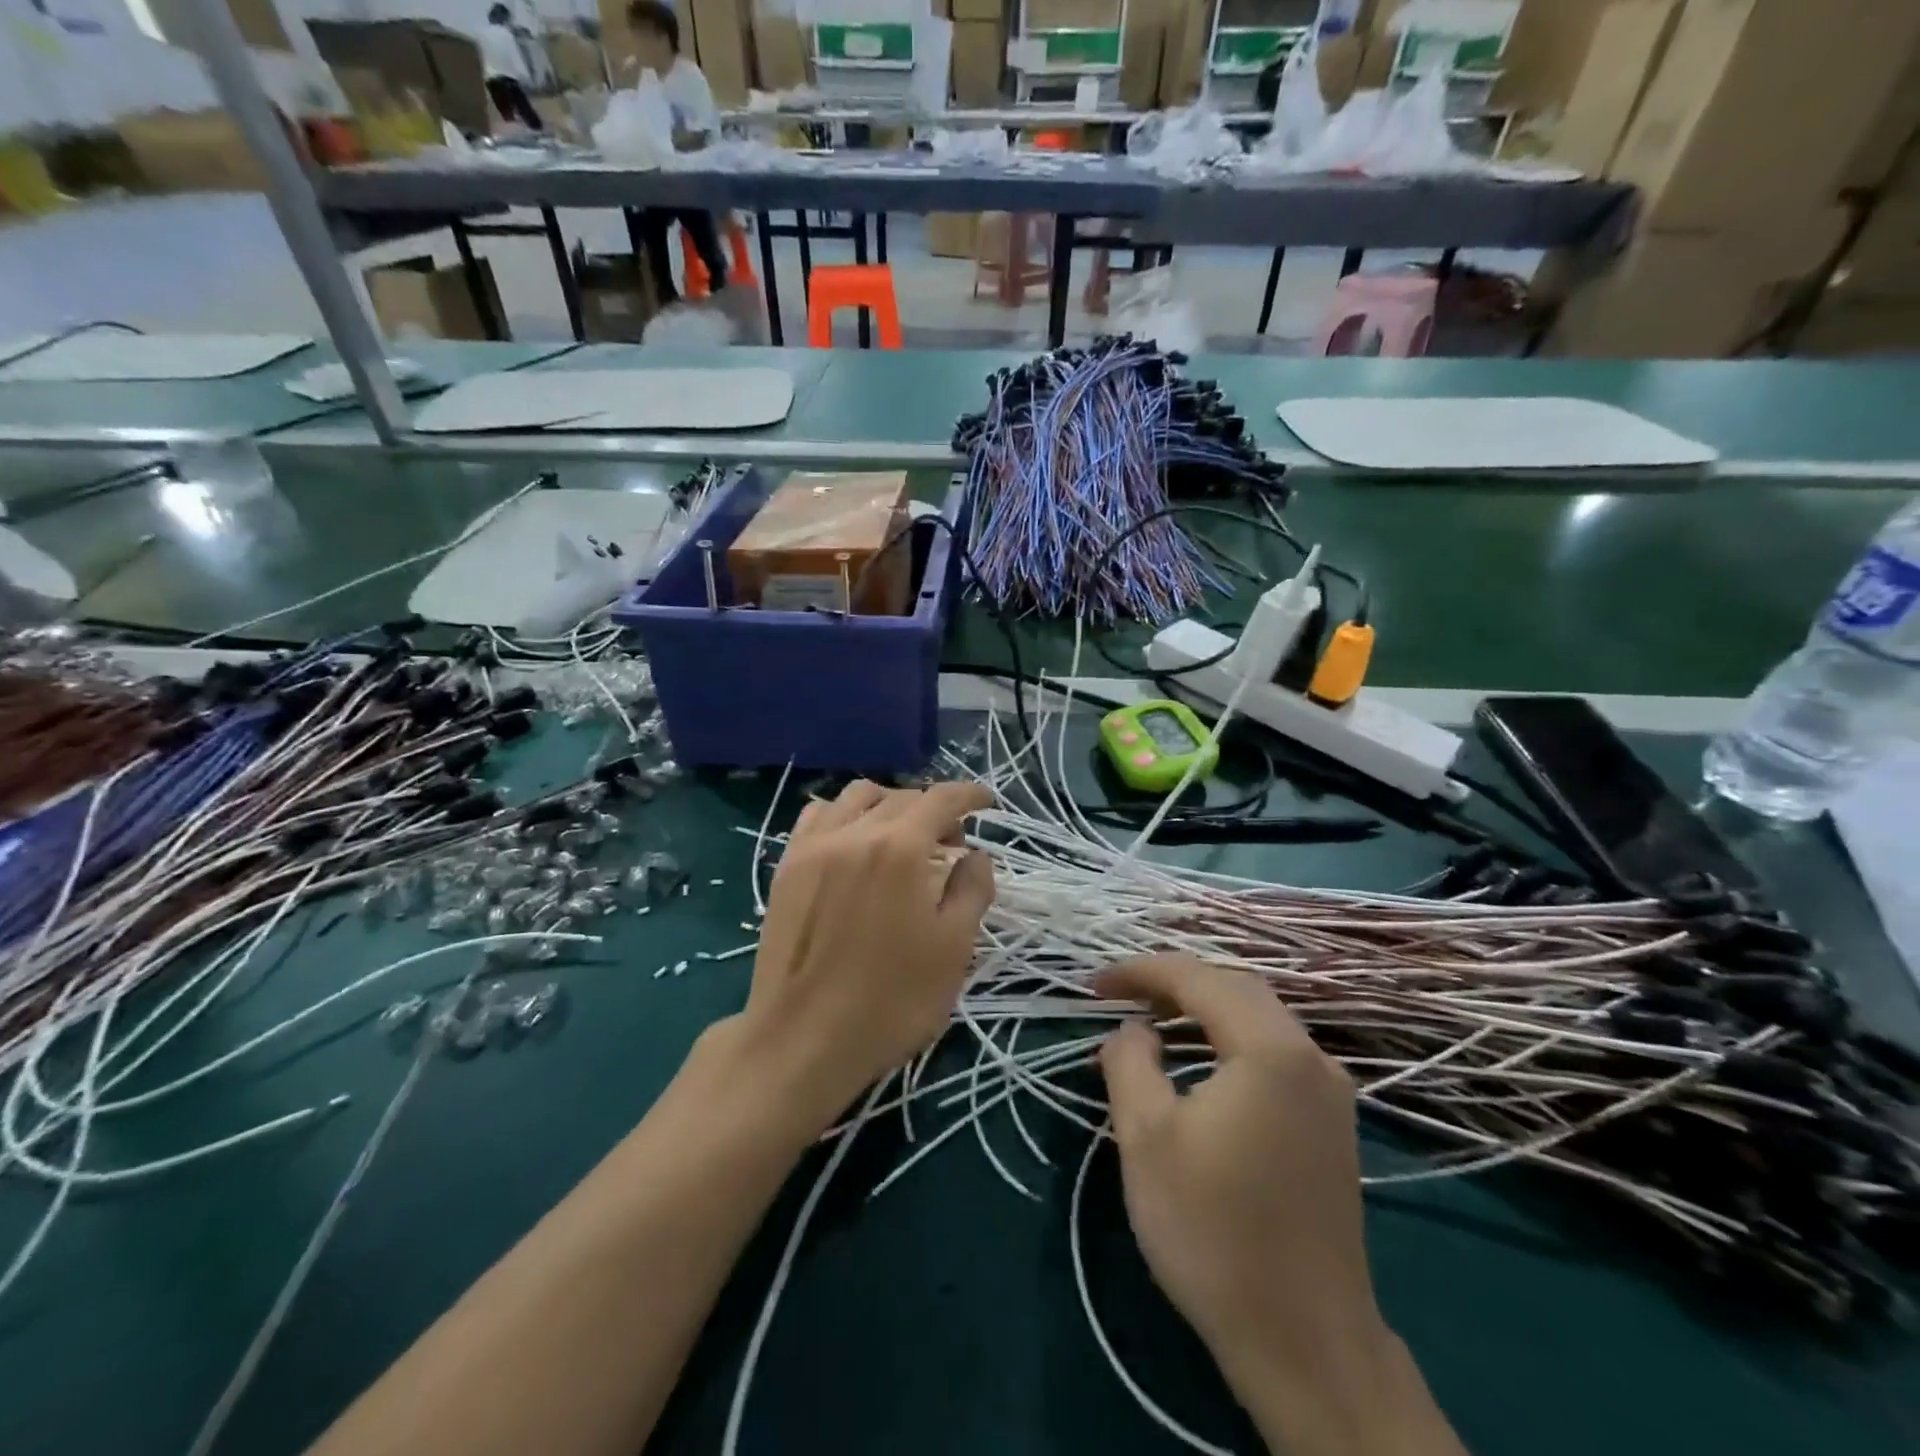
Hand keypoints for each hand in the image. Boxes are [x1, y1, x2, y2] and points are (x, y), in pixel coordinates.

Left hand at [729, 780, 993, 1127]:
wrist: (802, 1041)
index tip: (987, 802)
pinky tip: (853, 842)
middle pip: (902, 797)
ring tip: (902, 837)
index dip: (969, 794)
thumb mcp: (953, 949)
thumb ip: (972, 890)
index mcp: (900, 848)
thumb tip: (976, 855)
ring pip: (856, 797)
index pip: (941, 799)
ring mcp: (814, 846)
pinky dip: (844, 814)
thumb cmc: (891, 1001)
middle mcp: (855, 833)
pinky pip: (817, 816)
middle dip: (934, 809)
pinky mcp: (786, 867)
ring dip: (889, 804)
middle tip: (951, 842)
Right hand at [1098, 955, 1454, 1454]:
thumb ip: (1130, 1061)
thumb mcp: (1146, 1137)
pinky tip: (1199, 1063)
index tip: (1095, 985)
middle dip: (1174, 984)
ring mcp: (1330, 1092)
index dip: (1142, 972)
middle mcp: (1311, 1056)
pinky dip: (1229, 1040)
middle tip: (1122, 997)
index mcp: (1271, 1049)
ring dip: (1203, 1010)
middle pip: (1236, 988)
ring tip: (1152, 1022)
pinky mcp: (1332, 1124)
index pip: (1198, 979)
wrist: (1305, 1343)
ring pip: (1259, 1019)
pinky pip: (1274, 1052)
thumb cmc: (1214, 1230)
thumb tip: (1134, 1029)